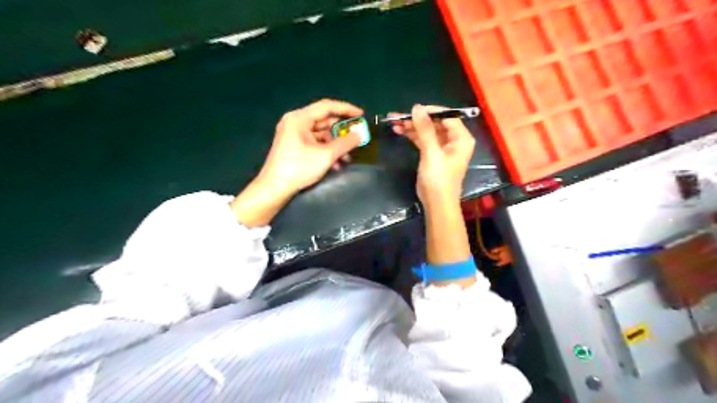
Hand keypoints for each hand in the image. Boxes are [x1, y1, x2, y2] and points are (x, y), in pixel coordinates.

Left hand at [260, 98, 364, 193]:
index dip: (346, 109)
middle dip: (342, 131)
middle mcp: (295, 122)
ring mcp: (293, 134)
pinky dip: (326, 150)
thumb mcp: (326, 155)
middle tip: (357, 136)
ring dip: (335, 144)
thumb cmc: (299, 168)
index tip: (361, 115)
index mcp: (299, 118)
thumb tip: (360, 135)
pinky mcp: (294, 146)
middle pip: (324, 120)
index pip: (327, 106)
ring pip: (321, 134)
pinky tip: (336, 164)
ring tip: (348, 157)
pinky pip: (315, 143)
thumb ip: (345, 143)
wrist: (275, 188)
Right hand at [389, 104, 474, 207]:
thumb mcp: (432, 152)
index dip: (431, 111)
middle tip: (399, 116)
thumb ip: (425, 129)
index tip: (413, 109)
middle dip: (417, 119)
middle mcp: (454, 140)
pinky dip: (412, 135)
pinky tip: (399, 131)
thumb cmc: (439, 178)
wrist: (436, 203)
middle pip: (435, 123)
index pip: (447, 116)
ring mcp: (443, 147)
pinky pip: (423, 140)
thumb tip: (417, 107)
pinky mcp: (433, 154)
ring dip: (412, 127)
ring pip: (427, 131)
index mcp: (461, 138)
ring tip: (394, 122)